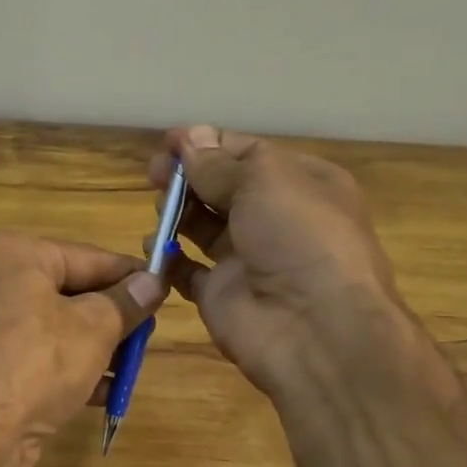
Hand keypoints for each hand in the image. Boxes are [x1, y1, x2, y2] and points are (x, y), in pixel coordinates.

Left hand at [0, 231, 166, 466]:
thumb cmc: (36, 363)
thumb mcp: (94, 329)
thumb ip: (126, 303)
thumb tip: (153, 282)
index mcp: (12, 254)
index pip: (87, 256)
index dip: (130, 275)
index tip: (165, 289)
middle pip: (68, 292)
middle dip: (111, 317)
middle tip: (148, 334)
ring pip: (54, 328)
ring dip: (95, 348)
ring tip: (132, 367)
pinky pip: (35, 357)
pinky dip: (68, 369)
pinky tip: (104, 393)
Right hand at [149, 125, 407, 400]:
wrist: (315, 329)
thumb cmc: (299, 237)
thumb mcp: (264, 181)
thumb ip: (218, 163)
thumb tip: (189, 138)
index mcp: (300, 183)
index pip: (247, 153)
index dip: (207, 144)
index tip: (168, 141)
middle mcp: (276, 218)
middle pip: (221, 187)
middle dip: (187, 176)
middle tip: (153, 172)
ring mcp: (248, 258)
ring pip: (203, 226)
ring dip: (177, 211)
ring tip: (159, 206)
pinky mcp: (221, 294)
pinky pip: (186, 271)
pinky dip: (167, 258)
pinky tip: (151, 246)